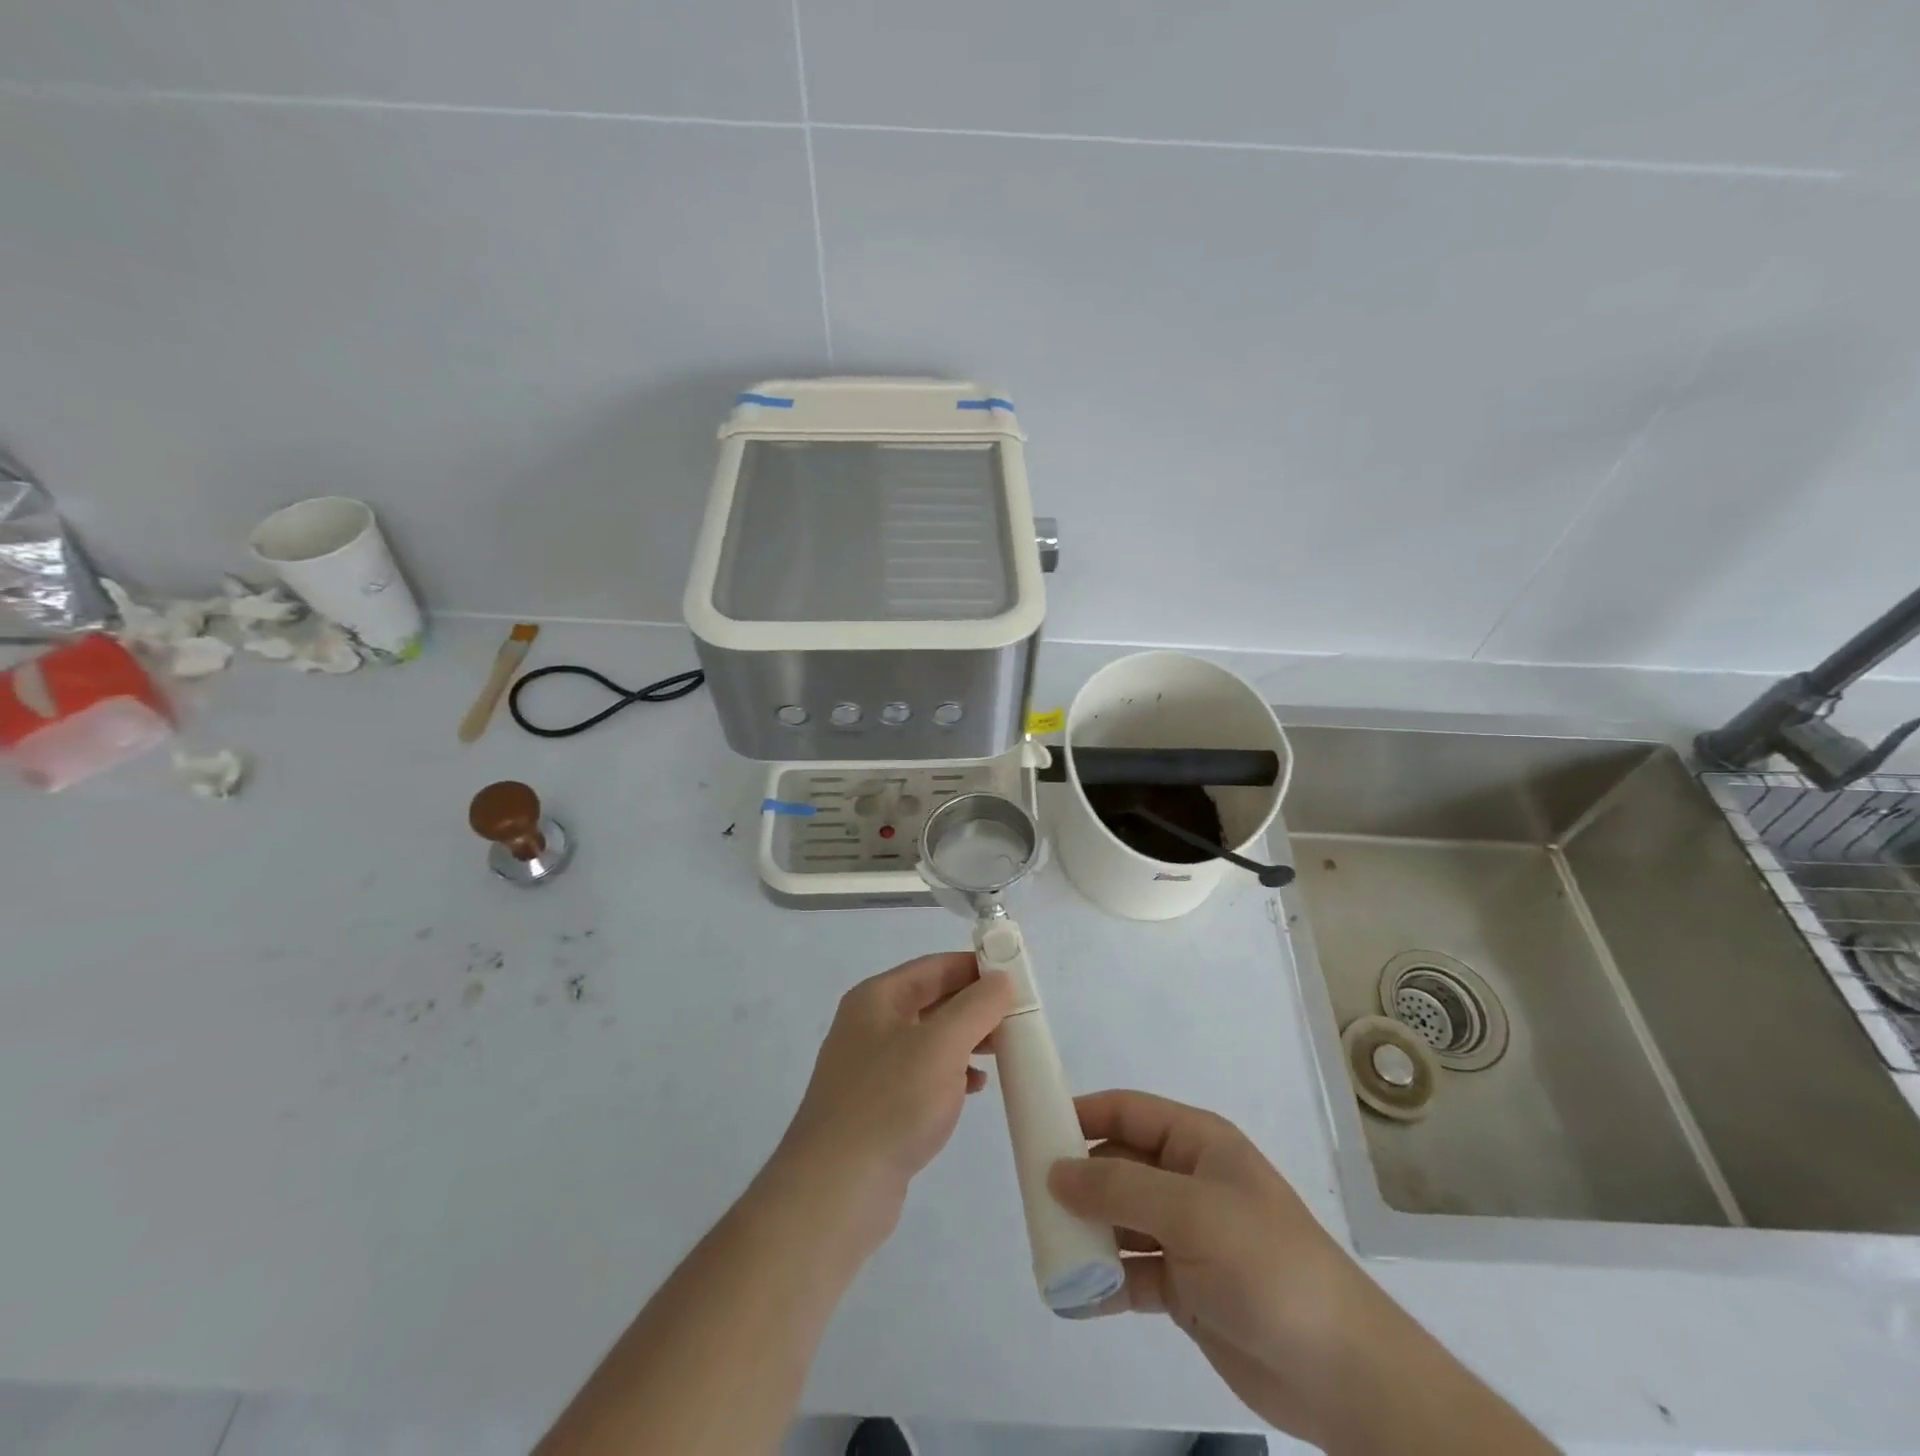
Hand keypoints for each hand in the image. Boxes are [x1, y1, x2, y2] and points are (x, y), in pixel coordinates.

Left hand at [772, 953, 1012, 1242]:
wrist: (835, 1190)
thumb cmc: (890, 1103)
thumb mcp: (942, 1046)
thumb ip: (976, 1007)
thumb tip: (1002, 978)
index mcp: (877, 998)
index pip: (934, 966)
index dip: (976, 967)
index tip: (1016, 976)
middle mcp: (870, 1025)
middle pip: (933, 1000)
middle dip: (975, 1006)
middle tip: (1018, 1017)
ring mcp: (872, 1067)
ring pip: (930, 1039)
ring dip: (967, 1040)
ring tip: (1004, 1051)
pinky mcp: (879, 1105)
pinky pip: (923, 1074)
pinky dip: (952, 1073)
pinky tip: (975, 1088)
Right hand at [1046, 1090, 1368, 1438]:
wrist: (1340, 1372)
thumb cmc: (1265, 1263)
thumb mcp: (1189, 1212)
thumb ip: (1118, 1188)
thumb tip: (1055, 1170)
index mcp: (1196, 1143)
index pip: (1127, 1112)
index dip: (1082, 1114)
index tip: (1035, 1130)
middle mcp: (1187, 1180)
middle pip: (1118, 1165)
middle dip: (1078, 1179)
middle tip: (1032, 1198)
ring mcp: (1186, 1235)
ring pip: (1120, 1220)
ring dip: (1086, 1232)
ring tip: (1047, 1247)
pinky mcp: (1184, 1286)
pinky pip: (1131, 1272)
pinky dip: (1103, 1282)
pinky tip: (1072, 1296)